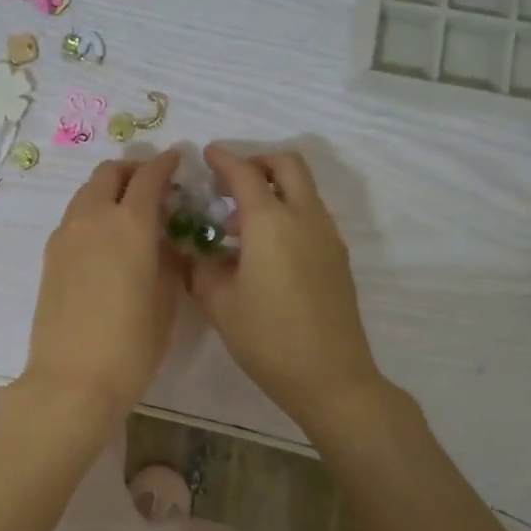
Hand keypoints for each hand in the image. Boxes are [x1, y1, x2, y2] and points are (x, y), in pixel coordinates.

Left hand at [21, 151, 182, 420]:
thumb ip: (167, 259)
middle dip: (132, 170)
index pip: (149, 176)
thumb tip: (163, 239)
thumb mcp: (165, 300)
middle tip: (151, 184)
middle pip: (109, 173)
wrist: (72, 379)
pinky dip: (92, 212)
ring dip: (109, 190)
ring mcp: (65, 235)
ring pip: (87, 192)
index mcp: (130, 224)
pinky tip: (105, 239)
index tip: (177, 159)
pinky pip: (74, 217)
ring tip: (128, 211)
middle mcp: (93, 218)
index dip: (165, 163)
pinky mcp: (50, 255)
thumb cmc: (132, 345)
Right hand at [186, 145, 385, 429]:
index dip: (223, 159)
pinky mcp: (337, 257)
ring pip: (303, 189)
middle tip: (228, 182)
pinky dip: (286, 212)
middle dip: (257, 162)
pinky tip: (263, 249)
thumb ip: (200, 268)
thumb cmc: (267, 338)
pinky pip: (310, 215)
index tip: (206, 154)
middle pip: (287, 165)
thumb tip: (193, 251)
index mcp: (271, 223)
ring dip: (273, 189)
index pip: (245, 174)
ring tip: (238, 223)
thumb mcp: (219, 303)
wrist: (331, 377)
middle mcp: (304, 218)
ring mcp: (327, 236)